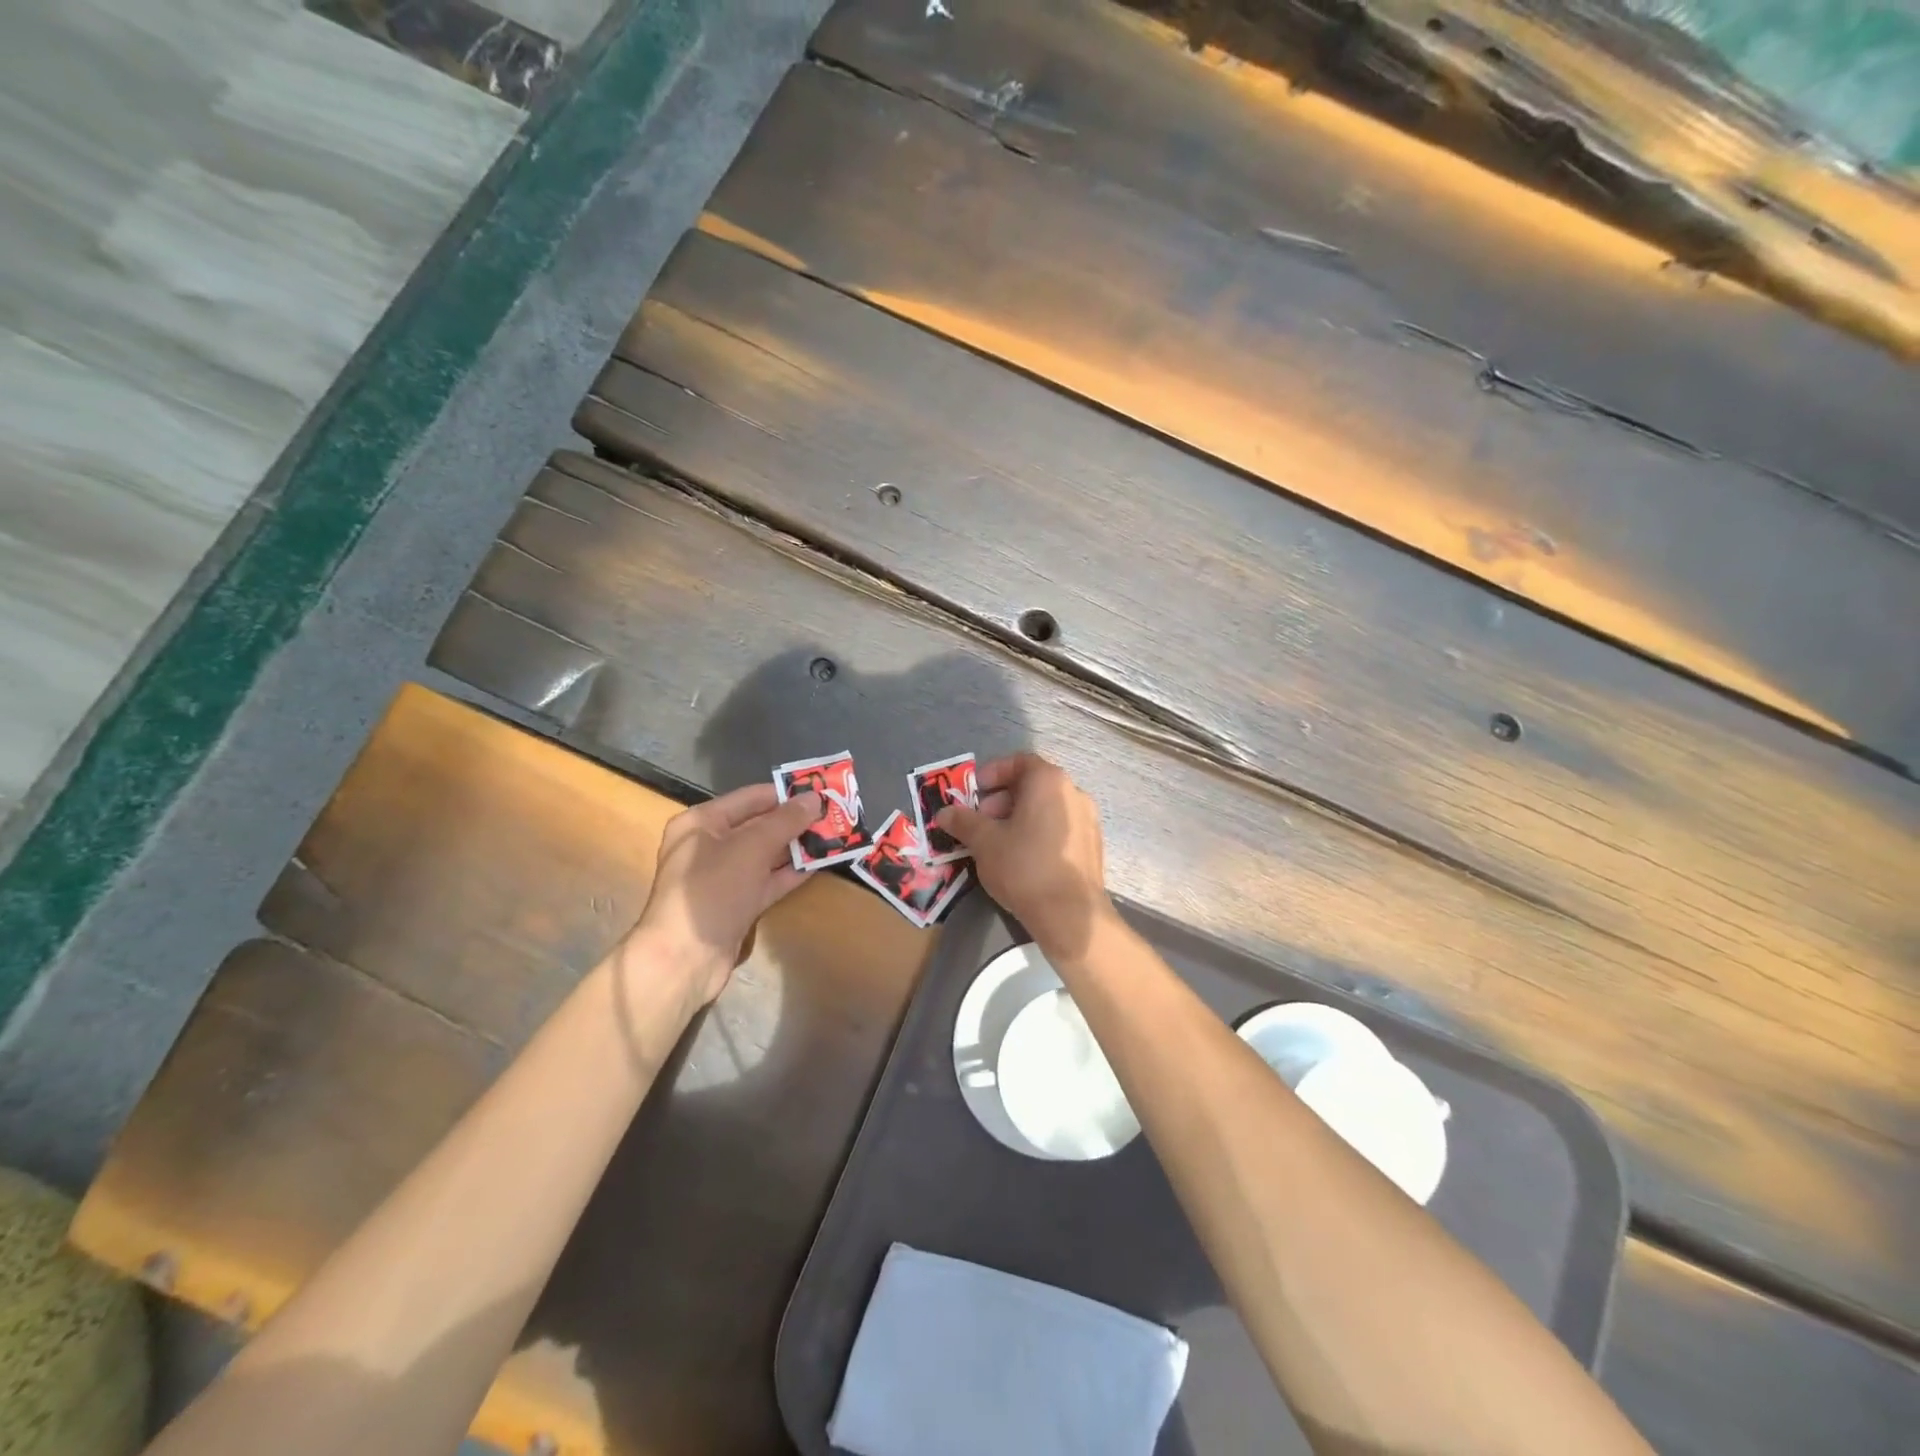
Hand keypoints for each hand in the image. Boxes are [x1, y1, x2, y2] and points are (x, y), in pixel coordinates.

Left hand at [620, 783, 820, 1010]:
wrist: (684, 959)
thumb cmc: (712, 890)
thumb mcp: (750, 848)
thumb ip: (785, 821)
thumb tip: (814, 798)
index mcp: (702, 823)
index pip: (751, 798)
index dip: (786, 793)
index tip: (822, 791)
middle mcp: (710, 845)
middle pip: (759, 825)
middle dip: (795, 821)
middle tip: (834, 815)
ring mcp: (723, 877)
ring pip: (766, 854)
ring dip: (797, 846)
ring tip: (834, 836)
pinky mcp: (736, 904)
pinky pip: (767, 880)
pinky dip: (790, 873)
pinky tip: (819, 864)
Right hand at [936, 754, 1116, 960]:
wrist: (1071, 915)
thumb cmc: (1024, 866)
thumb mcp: (984, 842)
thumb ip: (963, 821)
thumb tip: (945, 812)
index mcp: (1049, 781)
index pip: (1019, 761)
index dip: (992, 773)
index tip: (974, 792)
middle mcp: (1074, 792)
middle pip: (1032, 785)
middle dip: (1001, 799)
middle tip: (980, 821)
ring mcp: (1088, 820)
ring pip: (1046, 809)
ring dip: (1018, 818)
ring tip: (996, 843)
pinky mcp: (1093, 846)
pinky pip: (1060, 829)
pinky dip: (1038, 833)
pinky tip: (1021, 859)